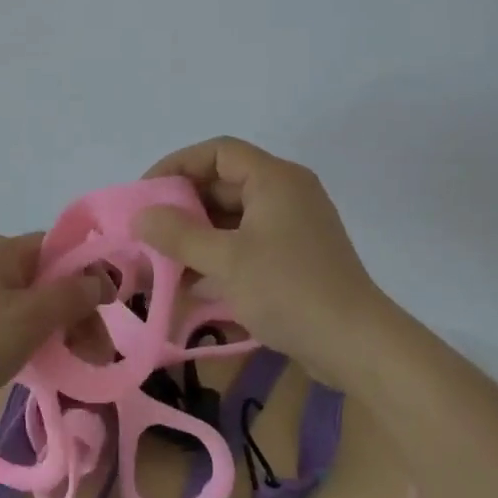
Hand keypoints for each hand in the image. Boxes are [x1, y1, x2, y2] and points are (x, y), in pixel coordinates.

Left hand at [0, 232, 110, 432]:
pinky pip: (18, 324)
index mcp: (6, 251)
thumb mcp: (31, 316)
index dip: (90, 273)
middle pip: (52, 279)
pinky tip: (52, 365)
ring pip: (37, 305)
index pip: (62, 248)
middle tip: (98, 353)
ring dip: (63, 330)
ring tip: (82, 365)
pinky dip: (39, 340)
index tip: (112, 308)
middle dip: (80, 312)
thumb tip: (104, 278)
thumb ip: (73, 294)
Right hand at [132, 137, 391, 384]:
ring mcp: (294, 226)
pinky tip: (193, 284)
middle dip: (184, 206)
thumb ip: (179, 235)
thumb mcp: (226, 261)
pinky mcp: (296, 256)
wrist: (356, 345)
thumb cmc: (289, 290)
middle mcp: (286, 193)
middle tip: (150, 229)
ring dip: (199, 235)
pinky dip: (220, 255)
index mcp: (275, 179)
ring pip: (234, 217)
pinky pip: (248, 242)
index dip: (178, 165)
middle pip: (225, 183)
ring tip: (164, 259)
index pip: (218, 152)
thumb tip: (140, 216)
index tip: (148, 193)